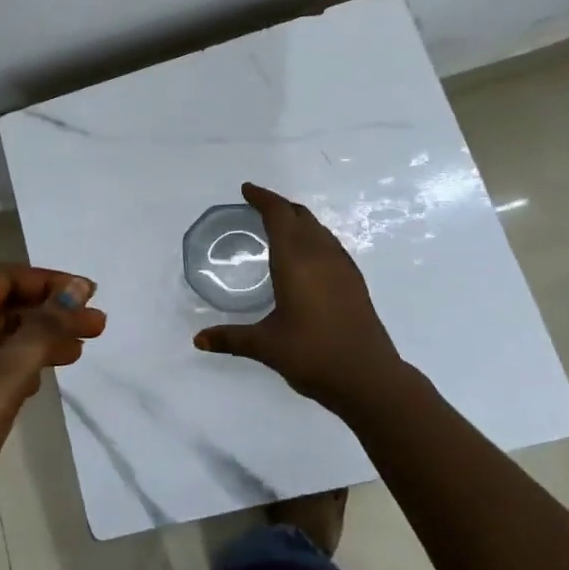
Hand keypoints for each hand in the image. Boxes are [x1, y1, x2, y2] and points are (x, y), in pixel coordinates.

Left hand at [0, 266, 104, 558]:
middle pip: (1, 306)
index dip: (49, 282)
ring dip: (36, 340)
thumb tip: (77, 290)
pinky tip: (38, 383)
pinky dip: (15, 366)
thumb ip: (42, 331)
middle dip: (49, 313)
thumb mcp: (2, 378)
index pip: (4, 278)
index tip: (89, 295)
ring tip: (77, 354)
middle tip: (96, 328)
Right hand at [193, 182, 402, 412]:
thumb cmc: (314, 356)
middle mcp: (321, 256)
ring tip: (279, 226)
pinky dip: (313, 236)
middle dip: (278, 206)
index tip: (246, 190)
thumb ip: (231, 338)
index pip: (279, 215)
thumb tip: (198, 340)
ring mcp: (342, 267)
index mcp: (296, 261)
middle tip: (257, 206)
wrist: (370, 379)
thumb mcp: (266, 346)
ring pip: (318, 228)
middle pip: (300, 216)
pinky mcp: (355, 281)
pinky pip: (330, 243)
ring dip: (298, 219)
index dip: (262, 198)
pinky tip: (307, 255)